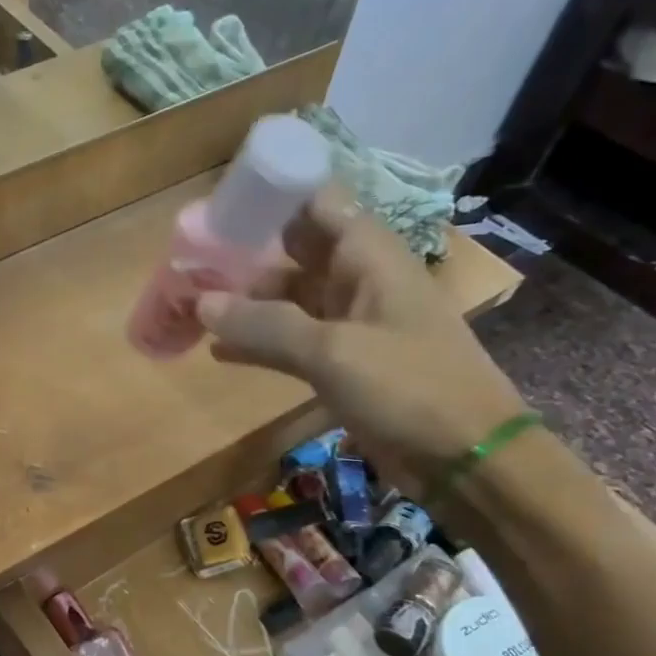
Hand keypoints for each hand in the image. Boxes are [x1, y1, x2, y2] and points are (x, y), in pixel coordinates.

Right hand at [196, 190, 528, 496]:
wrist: (464, 456)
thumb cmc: (408, 387)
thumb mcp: (332, 352)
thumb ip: (264, 325)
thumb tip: (202, 303)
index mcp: (369, 257)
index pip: (317, 204)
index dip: (272, 198)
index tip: (220, 210)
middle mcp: (358, 281)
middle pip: (296, 251)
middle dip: (248, 253)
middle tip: (191, 262)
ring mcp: (350, 324)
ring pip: (289, 299)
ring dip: (247, 302)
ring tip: (194, 307)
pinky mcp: (342, 363)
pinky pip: (291, 342)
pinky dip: (258, 343)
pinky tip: (219, 351)